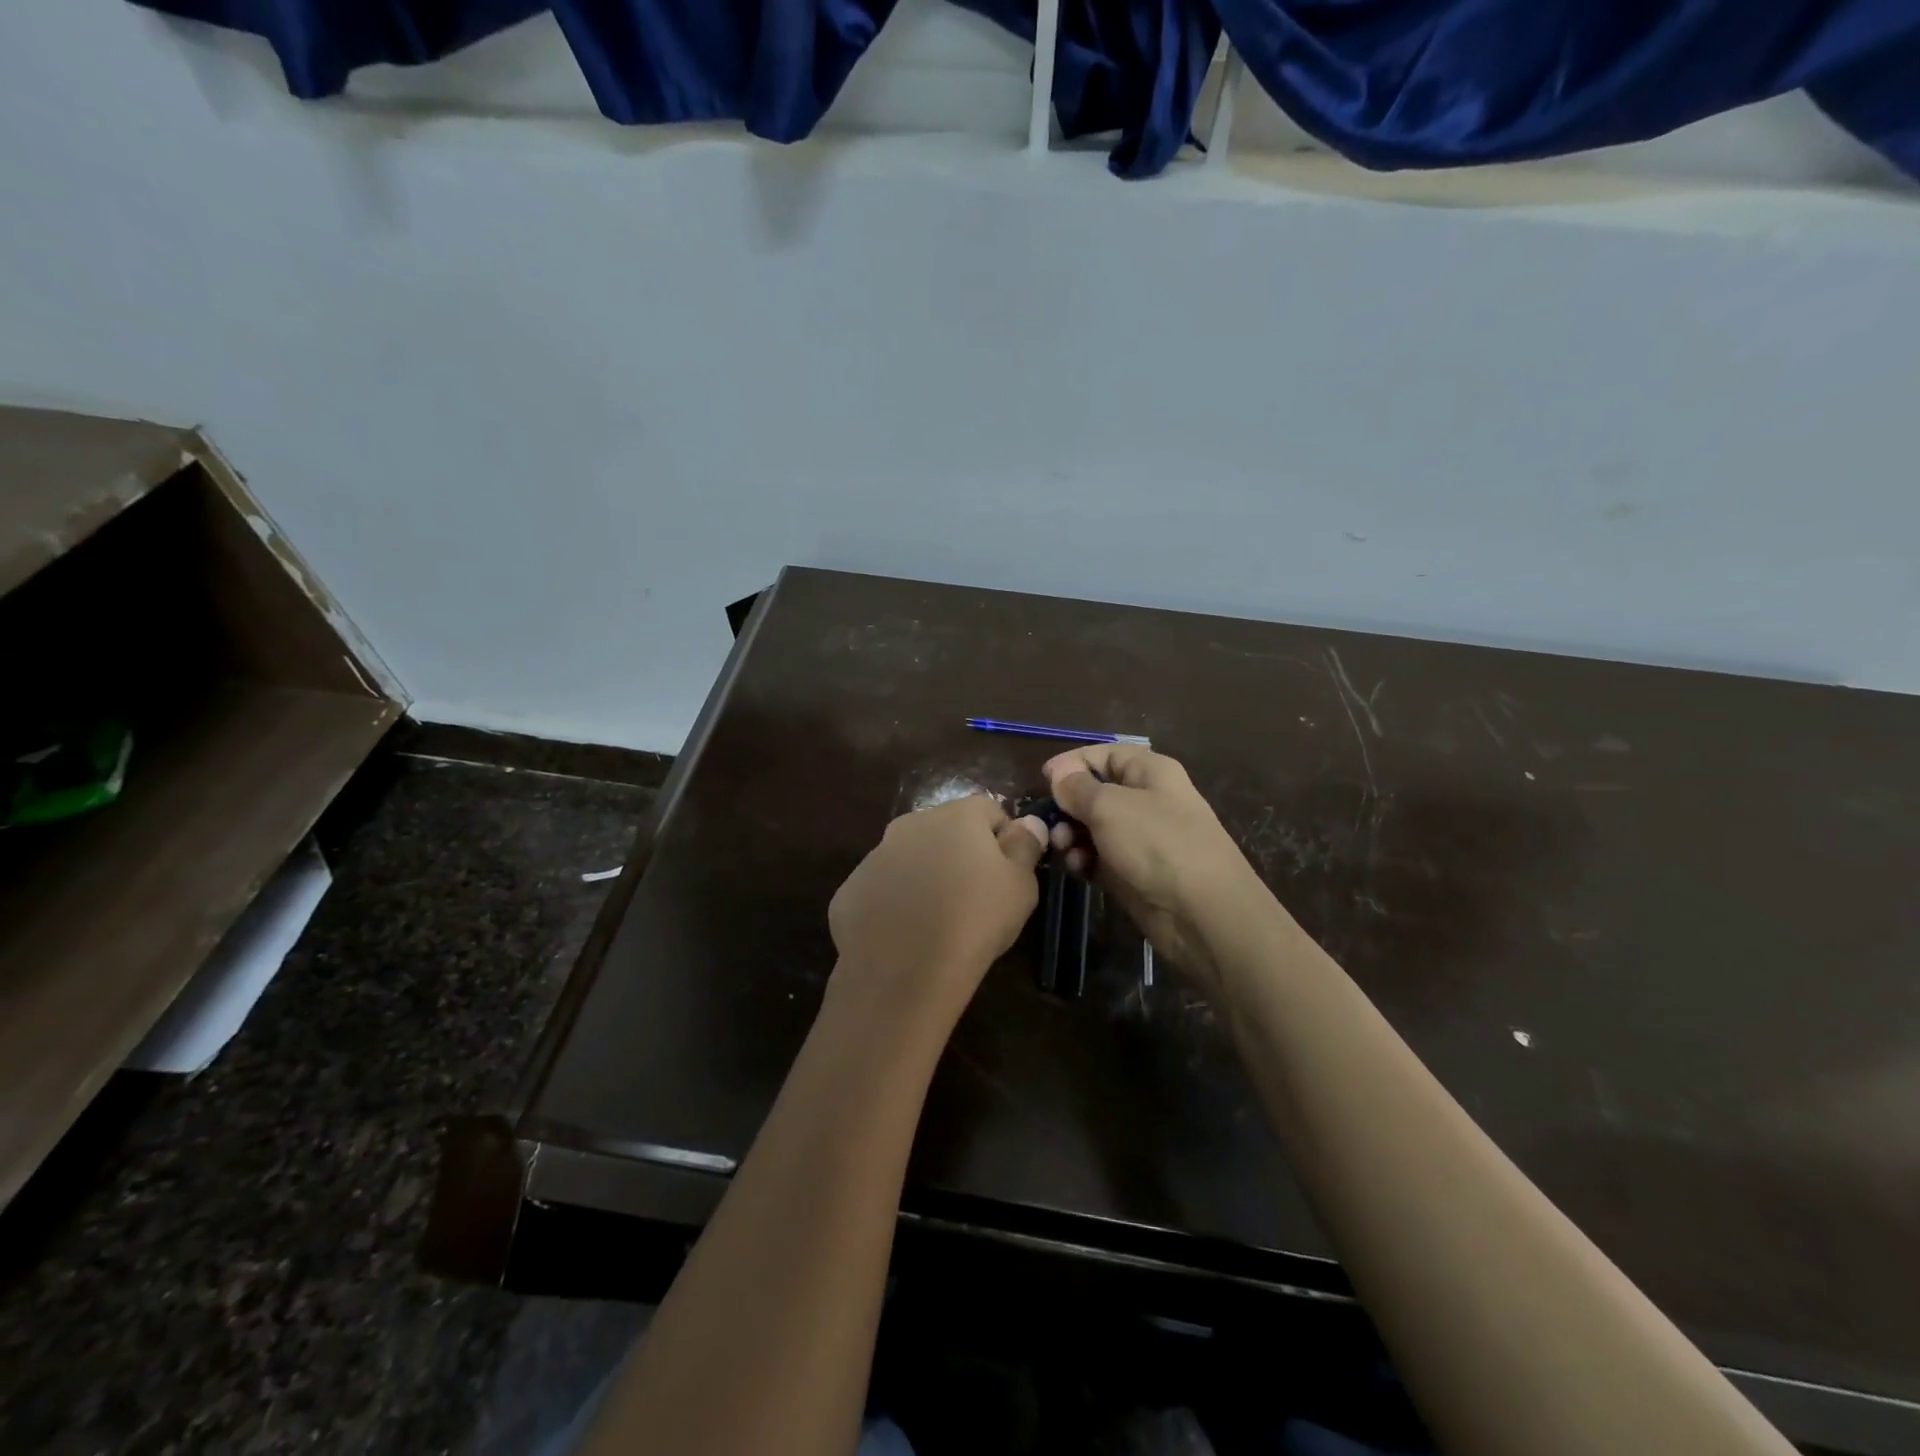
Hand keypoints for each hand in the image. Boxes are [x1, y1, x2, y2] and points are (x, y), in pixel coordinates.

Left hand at [828, 794, 1047, 1028]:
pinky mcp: (852, 888)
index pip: (990, 810)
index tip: (1008, 874)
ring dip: (927, 875)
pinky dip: (896, 901)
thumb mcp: (1020, 886)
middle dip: (961, 853)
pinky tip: (906, 933)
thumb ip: (1025, 847)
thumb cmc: (975, 921)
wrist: (903, 971)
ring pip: (912, 856)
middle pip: (947, 829)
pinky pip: (884, 886)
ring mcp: (876, 854)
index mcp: (957, 815)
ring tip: (938, 919)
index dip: (1004, 839)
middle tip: (975, 897)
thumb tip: (1029, 823)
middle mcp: (912, 823)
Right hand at [1044, 745, 1267, 994]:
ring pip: (1093, 827)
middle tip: (1050, 820)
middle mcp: (1146, 800)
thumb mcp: (1110, 806)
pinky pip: (1099, 858)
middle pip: (1096, 791)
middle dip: (1069, 803)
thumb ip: (1077, 788)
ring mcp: (1141, 839)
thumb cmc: (1157, 844)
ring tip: (1063, 847)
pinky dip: (1084, 860)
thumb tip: (1058, 773)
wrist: (1203, 913)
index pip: (1106, 754)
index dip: (1074, 762)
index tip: (1044, 778)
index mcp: (1151, 772)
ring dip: (1072, 834)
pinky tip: (1078, 869)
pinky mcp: (1133, 872)